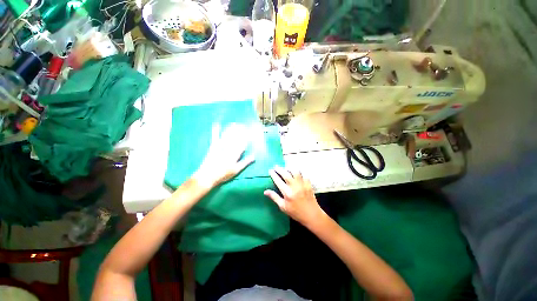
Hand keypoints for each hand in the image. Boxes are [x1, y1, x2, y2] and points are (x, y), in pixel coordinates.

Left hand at [193, 123, 254, 187]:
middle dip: (240, 131)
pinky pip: (215, 137)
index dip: (247, 137)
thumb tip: (254, 156)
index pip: (243, 143)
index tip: (251, 132)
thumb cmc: (223, 174)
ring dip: (231, 129)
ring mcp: (220, 146)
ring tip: (235, 123)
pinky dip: (216, 130)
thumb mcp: (236, 170)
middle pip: (235, 138)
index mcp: (235, 154)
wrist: (207, 176)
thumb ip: (245, 162)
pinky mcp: (213, 146)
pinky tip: (217, 124)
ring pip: (227, 135)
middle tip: (244, 125)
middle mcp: (228, 148)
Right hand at [264, 166, 324, 226]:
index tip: (270, 170)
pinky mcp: (308, 184)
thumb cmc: (296, 212)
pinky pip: (303, 174)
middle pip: (286, 174)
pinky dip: (299, 173)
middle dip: (279, 169)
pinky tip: (296, 173)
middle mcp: (294, 186)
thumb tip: (265, 191)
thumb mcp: (283, 207)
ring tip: (286, 168)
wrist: (312, 215)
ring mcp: (302, 184)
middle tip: (276, 166)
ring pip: (295, 172)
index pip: (278, 181)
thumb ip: (274, 197)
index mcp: (287, 193)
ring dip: (289, 169)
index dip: (273, 174)